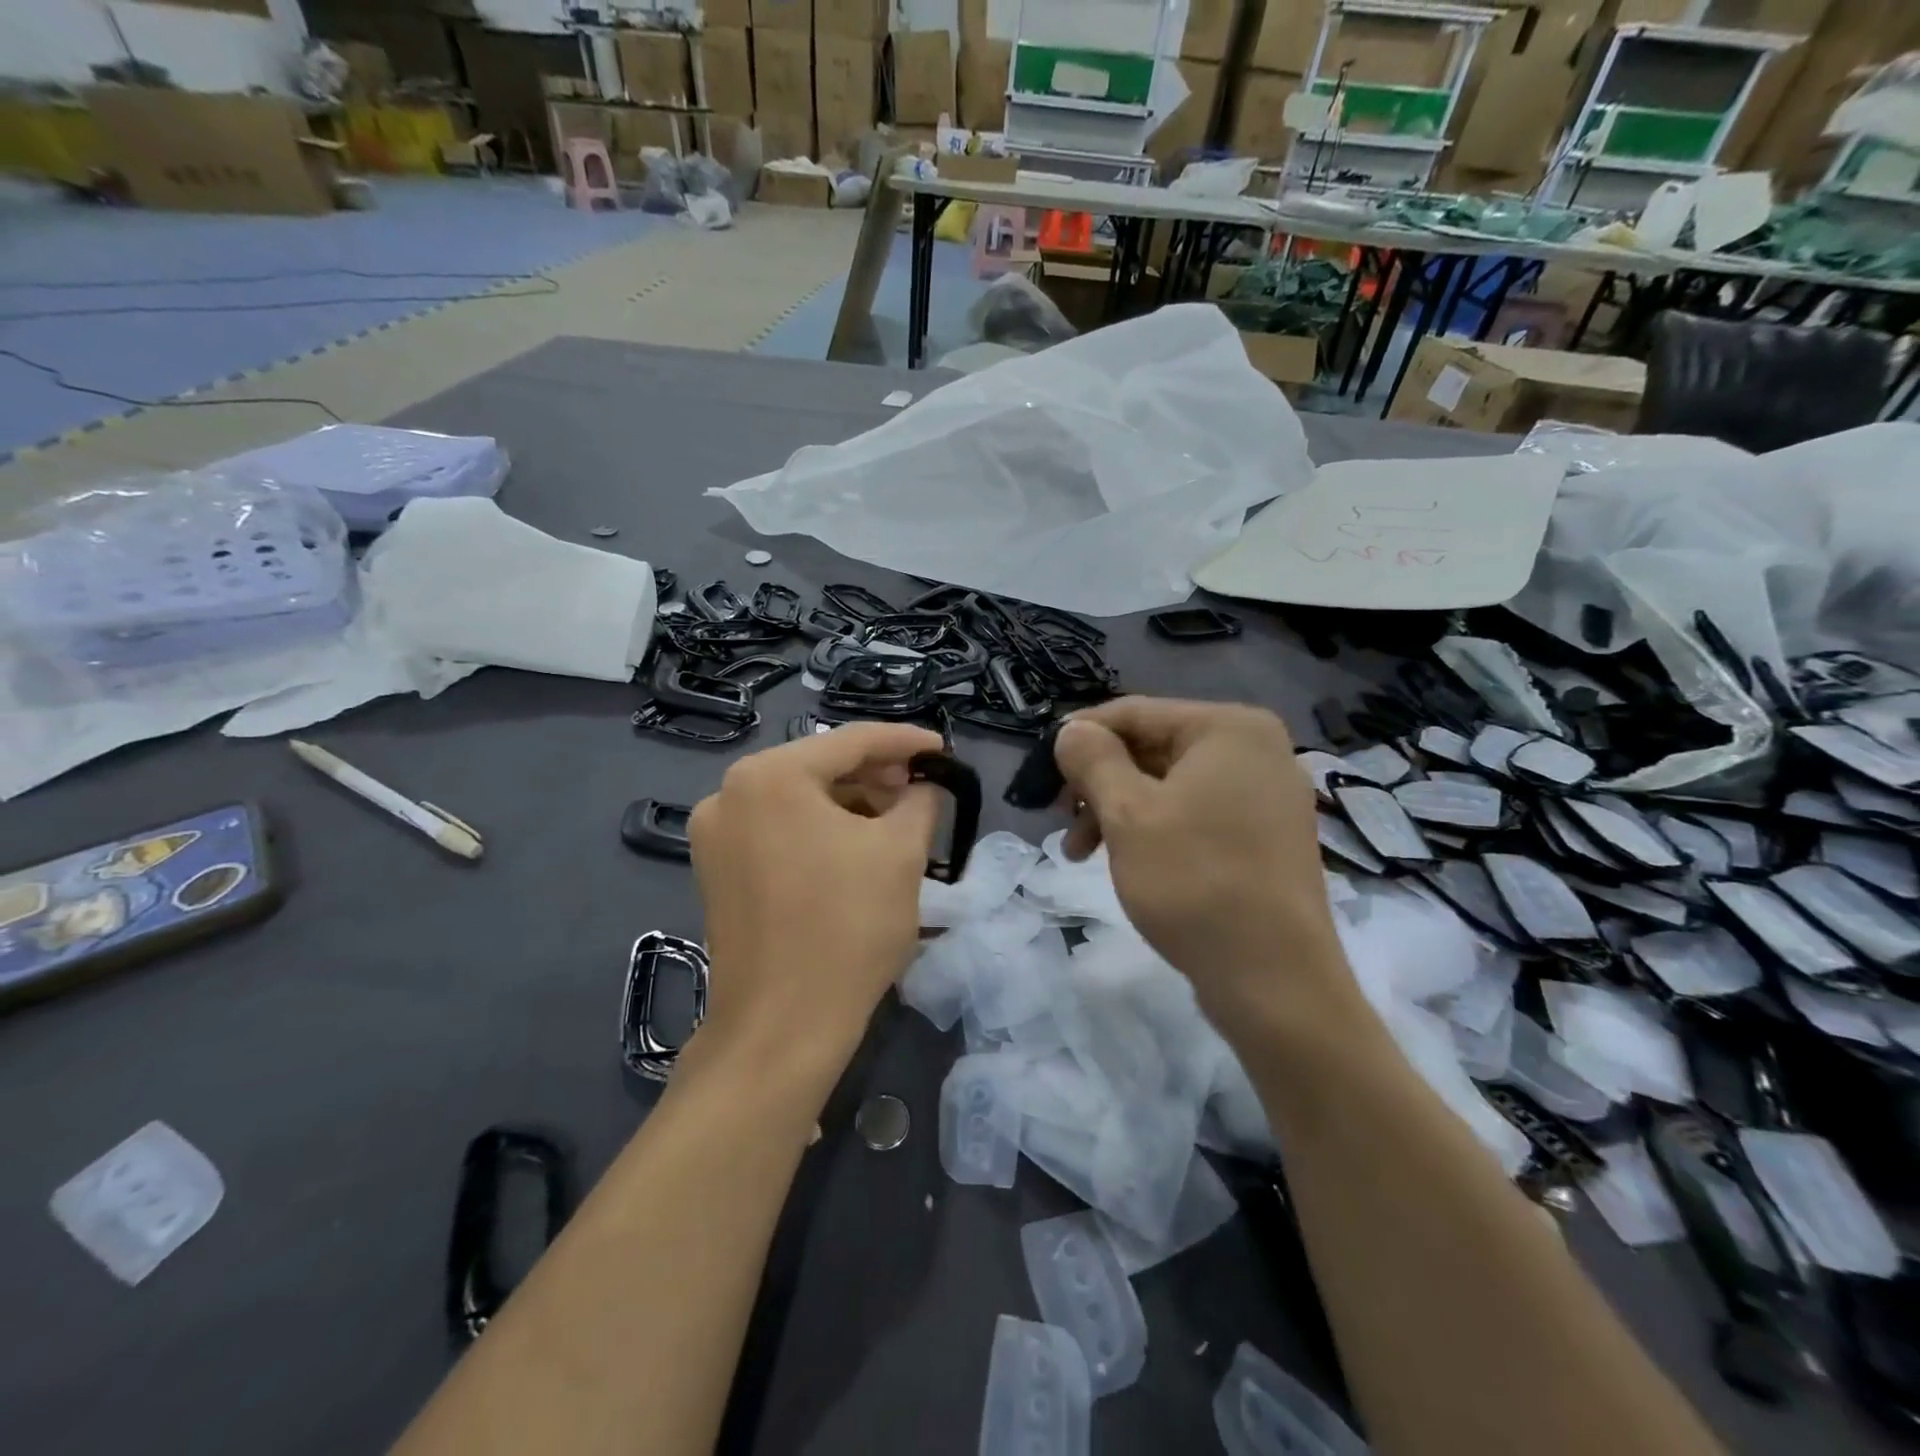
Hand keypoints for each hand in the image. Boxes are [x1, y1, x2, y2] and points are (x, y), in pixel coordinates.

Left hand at [687, 722, 943, 1077]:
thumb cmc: (848, 927)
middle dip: (876, 776)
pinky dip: (819, 831)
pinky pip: (778, 831)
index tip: (943, 751)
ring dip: (849, 805)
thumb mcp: (901, 853)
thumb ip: (920, 800)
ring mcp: (715, 834)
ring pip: (798, 800)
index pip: (851, 741)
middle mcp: (729, 793)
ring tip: (895, 822)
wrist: (782, 1027)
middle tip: (923, 790)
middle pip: (819, 767)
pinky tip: (855, 849)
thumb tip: (924, 785)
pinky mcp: (716, 871)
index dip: (906, 742)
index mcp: (770, 776)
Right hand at [1052, 698, 1349, 1026]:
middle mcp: (1257, 750)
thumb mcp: (1128, 814)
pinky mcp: (1266, 836)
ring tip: (1081, 852)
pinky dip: (1155, 828)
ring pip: (1171, 785)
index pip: (1136, 712)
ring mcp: (1267, 795)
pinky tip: (1126, 860)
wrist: (1275, 981)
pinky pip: (1196, 813)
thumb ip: (1093, 759)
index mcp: (1229, 728)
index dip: (1081, 736)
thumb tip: (1071, 730)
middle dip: (1100, 783)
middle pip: (1154, 748)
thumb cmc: (1195, 882)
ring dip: (1119, 810)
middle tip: (1061, 820)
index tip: (1042, 770)